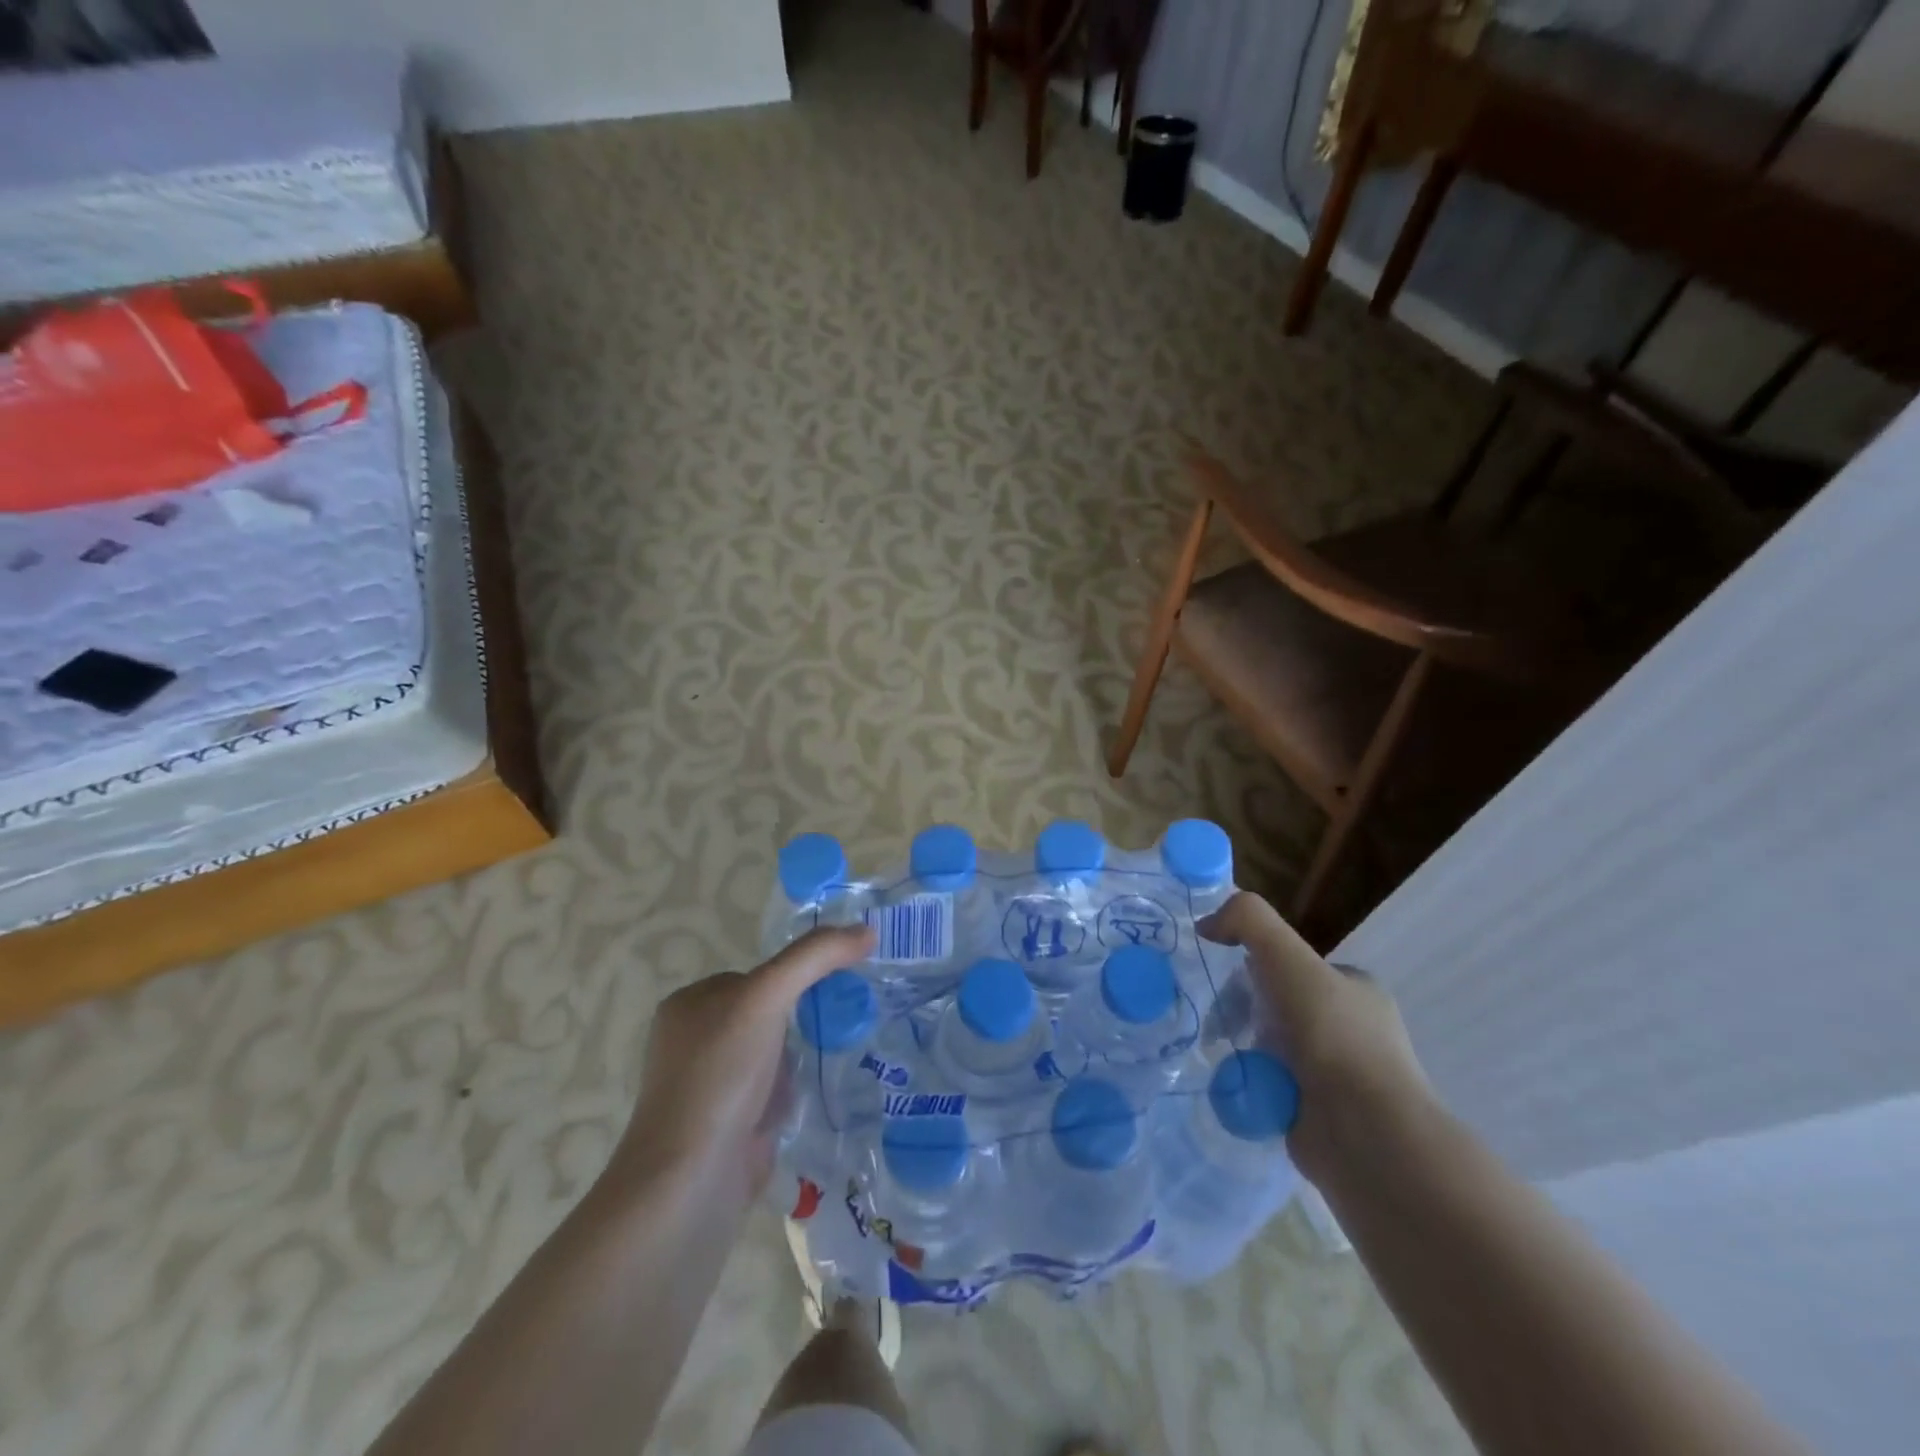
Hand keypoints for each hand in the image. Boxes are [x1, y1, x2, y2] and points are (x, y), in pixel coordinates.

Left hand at [612, 925, 877, 1202]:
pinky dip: (792, 1094)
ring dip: (800, 1058)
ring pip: (771, 1055)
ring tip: (834, 1058)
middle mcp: (691, 1042)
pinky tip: (812, 1098)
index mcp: (688, 1005)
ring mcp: (708, 1087)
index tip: (835, 987)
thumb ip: (815, 957)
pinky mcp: (725, 1126)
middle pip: (766, 1014)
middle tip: (843, 1021)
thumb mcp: (767, 996)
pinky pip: (770, 1093)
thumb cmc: (721, 1074)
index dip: (794, 979)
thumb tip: (866, 931)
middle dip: (801, 1021)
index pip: (756, 976)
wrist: (692, 1181)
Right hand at [1198, 892, 1430, 1182]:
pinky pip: (1269, 1090)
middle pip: (1277, 1008)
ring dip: (1243, 1052)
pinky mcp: (1321, 1118)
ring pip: (1271, 1051)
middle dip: (1244, 1014)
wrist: (1364, 1134)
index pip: (1294, 967)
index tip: (1224, 981)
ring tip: (1221, 1057)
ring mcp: (1339, 1078)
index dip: (1255, 968)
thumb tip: (1206, 924)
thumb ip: (1247, 921)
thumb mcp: (1287, 957)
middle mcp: (1352, 1031)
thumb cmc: (1332, 1036)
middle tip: (1216, 1023)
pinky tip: (1234, 1088)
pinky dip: (1249, 1087)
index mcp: (1355, 990)